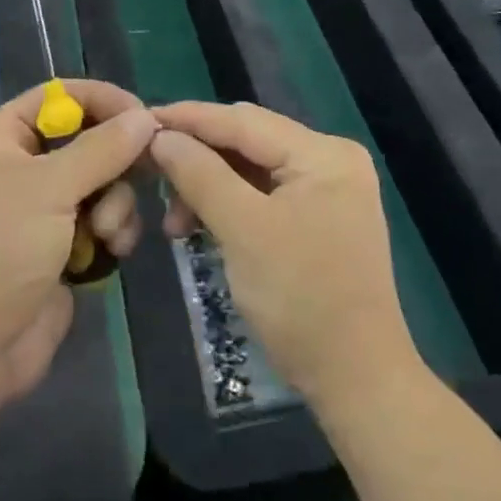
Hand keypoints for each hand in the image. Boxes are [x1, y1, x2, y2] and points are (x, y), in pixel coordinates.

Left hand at [0, 80, 156, 401]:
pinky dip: (110, 231)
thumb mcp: (50, 188)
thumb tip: (146, 117)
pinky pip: (98, 220)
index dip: (103, 100)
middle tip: (145, 172)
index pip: (58, 97)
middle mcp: (17, 166)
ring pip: (99, 182)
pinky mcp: (56, 246)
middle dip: (114, 162)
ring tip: (106, 234)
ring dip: (113, 204)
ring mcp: (37, 209)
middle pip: (85, 140)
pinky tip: (111, 252)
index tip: (144, 117)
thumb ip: (103, 148)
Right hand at [151, 102, 416, 407]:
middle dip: (198, 155)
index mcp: (323, 153)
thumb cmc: (301, 300)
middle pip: (249, 141)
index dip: (189, 119)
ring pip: (252, 168)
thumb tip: (161, 137)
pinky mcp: (320, 216)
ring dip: (209, 185)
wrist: (358, 382)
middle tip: (151, 169)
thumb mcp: (243, 231)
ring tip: (174, 218)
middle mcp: (331, 159)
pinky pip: (264, 193)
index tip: (142, 120)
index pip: (243, 121)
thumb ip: (200, 174)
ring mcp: (328, 188)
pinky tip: (199, 224)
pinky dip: (230, 204)